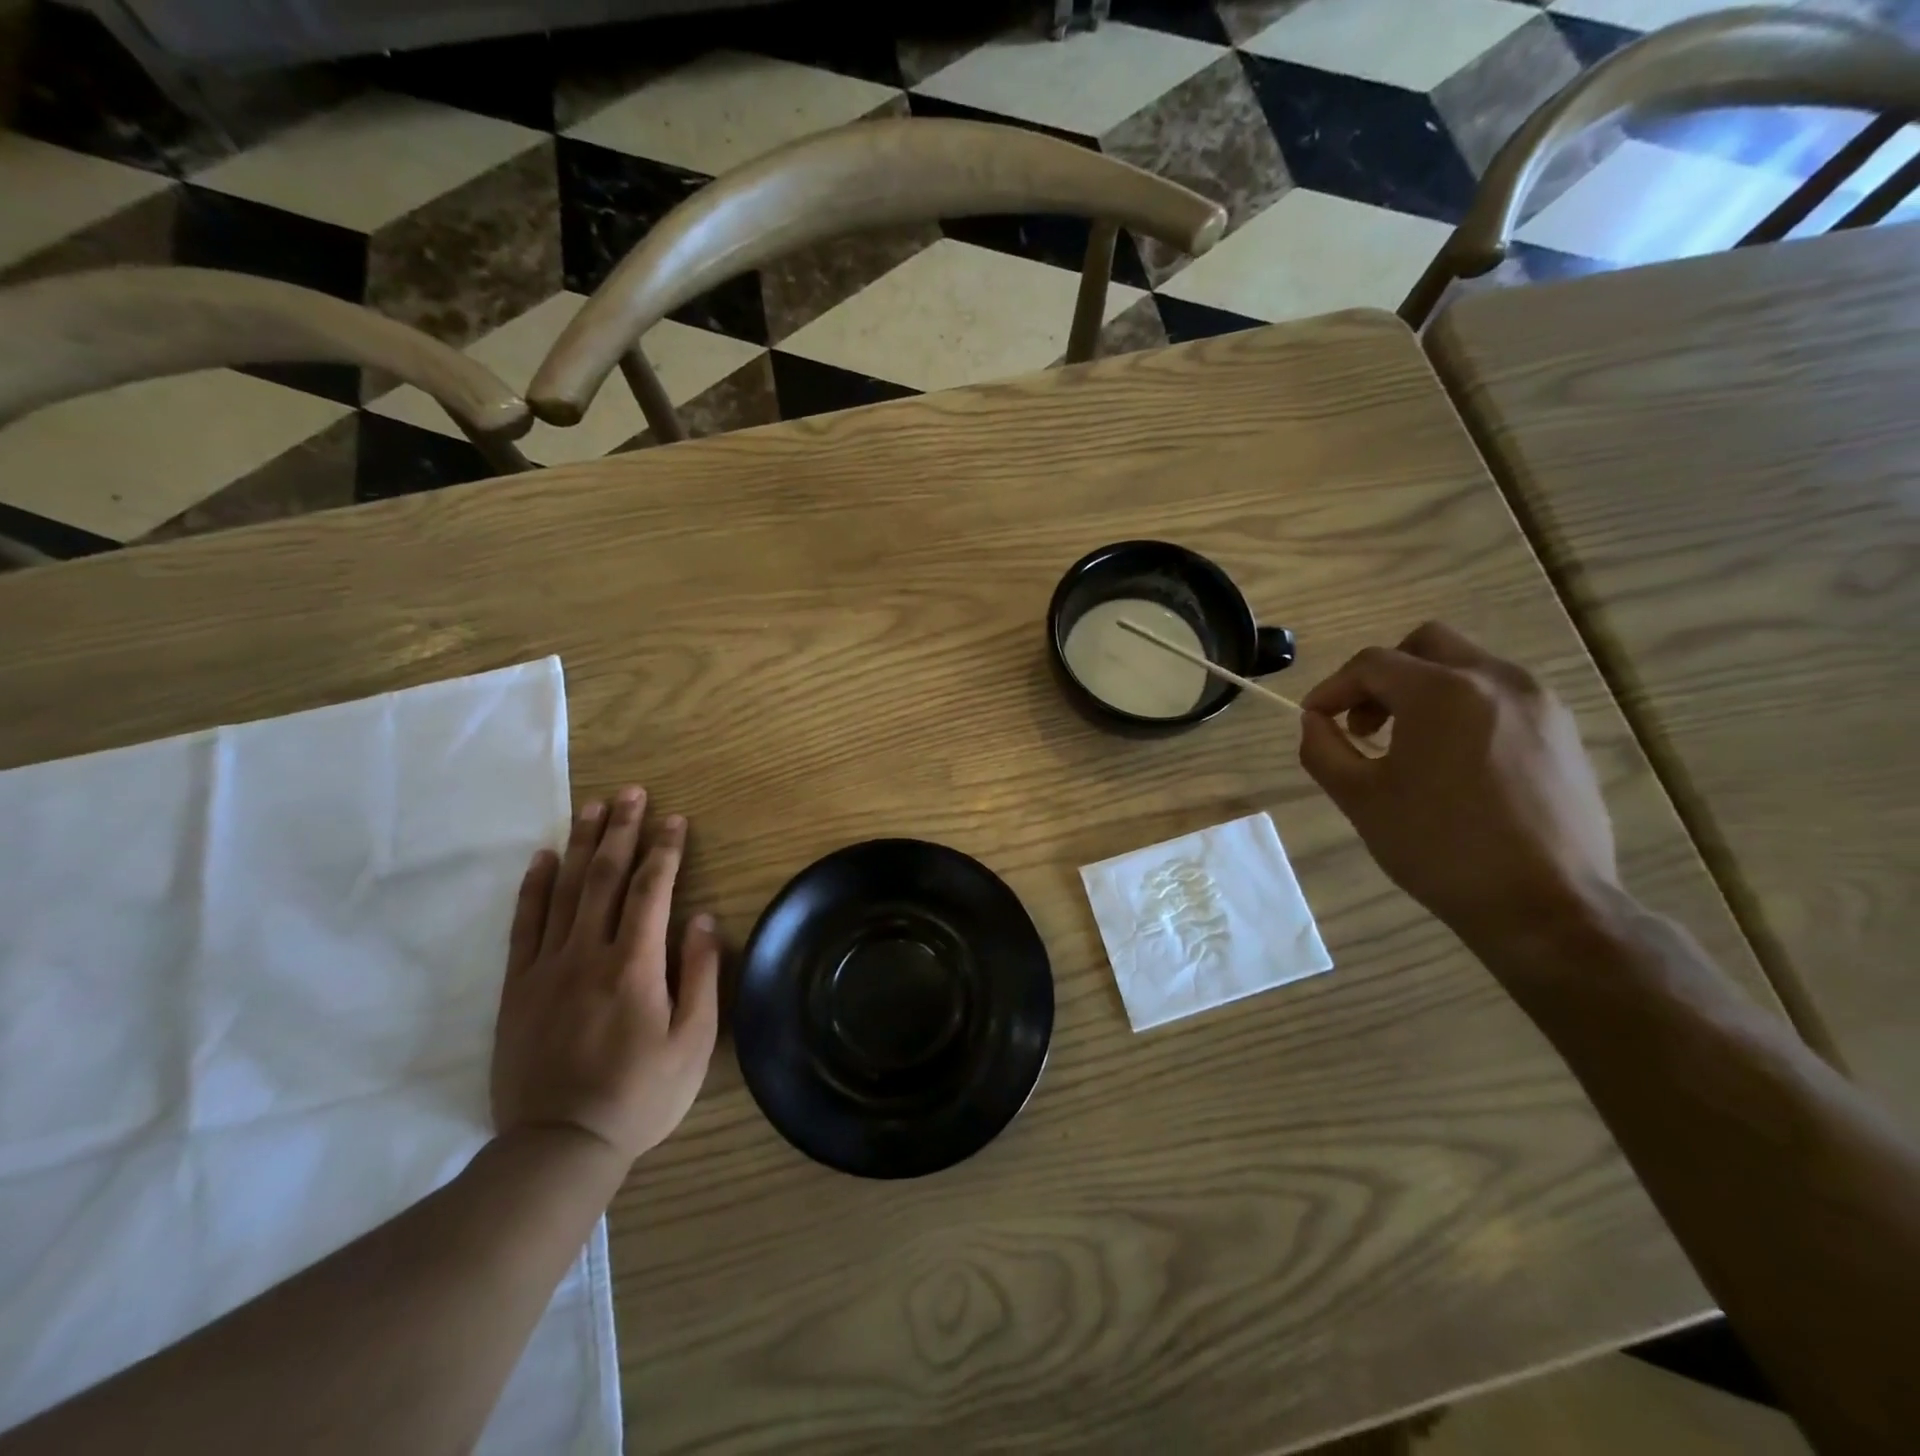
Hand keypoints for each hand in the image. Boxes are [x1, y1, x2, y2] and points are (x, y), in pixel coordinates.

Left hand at [491, 786, 721, 1165]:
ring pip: (564, 891)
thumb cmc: (640, 1095)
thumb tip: (702, 919)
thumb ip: (700, 975)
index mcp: (634, 966)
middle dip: (621, 830)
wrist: (558, 1146)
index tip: (675, 819)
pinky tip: (542, 858)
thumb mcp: (693, 1042)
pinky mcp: (517, 987)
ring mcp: (546, 968)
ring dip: (580, 844)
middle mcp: (587, 954)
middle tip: (631, 793)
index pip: (651, 890)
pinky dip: (533, 887)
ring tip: (592, 807)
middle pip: (604, 877)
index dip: (665, 850)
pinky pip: (523, 925)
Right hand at [1297, 622, 1617, 947]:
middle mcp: (1496, 681)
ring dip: (1424, 690)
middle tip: (1364, 722)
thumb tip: (1314, 722)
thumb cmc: (1438, 848)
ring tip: (1407, 745)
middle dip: (1383, 675)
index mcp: (1442, 692)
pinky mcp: (1563, 732)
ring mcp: (1540, 703)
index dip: (1332, 688)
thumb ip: (1323, 749)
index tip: (1315, 719)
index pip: (1371, 664)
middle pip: (1426, 645)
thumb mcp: (1360, 799)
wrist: (1544, 905)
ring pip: (1467, 667)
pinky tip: (1453, 762)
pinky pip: (1500, 697)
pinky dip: (1463, 709)